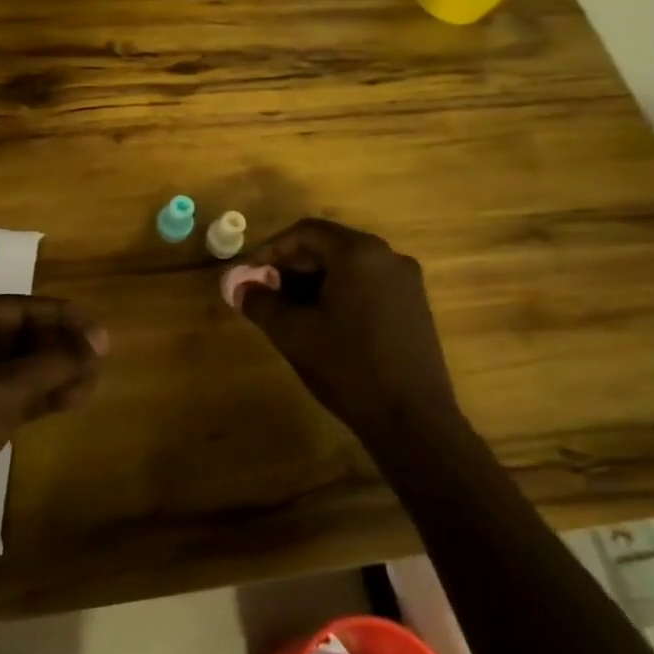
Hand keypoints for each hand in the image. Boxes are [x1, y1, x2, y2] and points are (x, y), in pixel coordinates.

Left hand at [0, 295, 106, 541]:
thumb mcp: (8, 389)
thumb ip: (56, 362)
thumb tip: (98, 342)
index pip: (20, 307)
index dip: (63, 317)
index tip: (100, 332)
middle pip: (19, 334)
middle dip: (59, 346)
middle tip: (100, 360)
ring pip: (17, 366)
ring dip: (54, 372)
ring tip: (92, 383)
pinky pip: (10, 392)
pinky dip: (39, 395)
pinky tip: (71, 401)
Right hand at [231, 219, 455, 437]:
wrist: (413, 421)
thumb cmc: (348, 367)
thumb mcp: (292, 333)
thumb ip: (260, 302)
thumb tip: (238, 287)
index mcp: (359, 253)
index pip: (305, 232)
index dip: (270, 249)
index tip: (248, 273)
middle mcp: (388, 257)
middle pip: (329, 246)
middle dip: (291, 266)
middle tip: (264, 292)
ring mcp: (407, 282)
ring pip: (348, 267)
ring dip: (313, 281)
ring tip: (287, 310)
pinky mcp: (415, 307)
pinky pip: (368, 285)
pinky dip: (339, 293)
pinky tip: (322, 323)